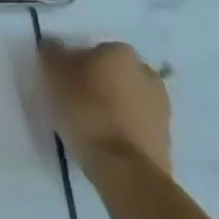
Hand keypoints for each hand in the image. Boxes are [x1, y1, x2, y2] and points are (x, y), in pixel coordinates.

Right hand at [40, 39, 172, 176]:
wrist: (126, 170)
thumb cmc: (86, 109)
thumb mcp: (52, 71)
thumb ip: (52, 52)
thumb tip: (55, 47)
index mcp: (121, 52)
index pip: (94, 49)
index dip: (77, 63)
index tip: (63, 79)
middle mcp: (147, 75)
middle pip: (116, 73)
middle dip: (100, 82)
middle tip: (76, 98)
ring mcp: (162, 111)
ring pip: (128, 100)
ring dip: (113, 106)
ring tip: (89, 124)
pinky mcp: (166, 143)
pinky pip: (137, 126)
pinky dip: (123, 130)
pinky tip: (105, 141)